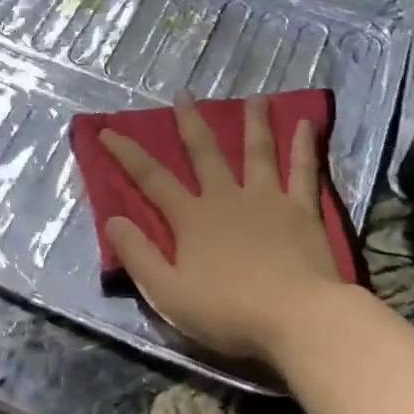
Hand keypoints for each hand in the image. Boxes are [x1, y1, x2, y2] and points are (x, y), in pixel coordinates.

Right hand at [99, 93, 346, 367]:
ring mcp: (267, 200)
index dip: (127, 154)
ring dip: (254, 123)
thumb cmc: (228, 311)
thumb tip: (111, 219)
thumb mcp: (167, 292)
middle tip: (184, 95)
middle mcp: (226, 198)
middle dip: (190, 123)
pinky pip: (303, 171)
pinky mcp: (301, 210)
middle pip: (205, 153)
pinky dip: (304, 146)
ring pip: (257, 152)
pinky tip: (306, 123)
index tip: (107, 130)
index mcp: (191, 218)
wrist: (297, 318)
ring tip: (256, 97)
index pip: (151, 179)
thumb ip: (138, 254)